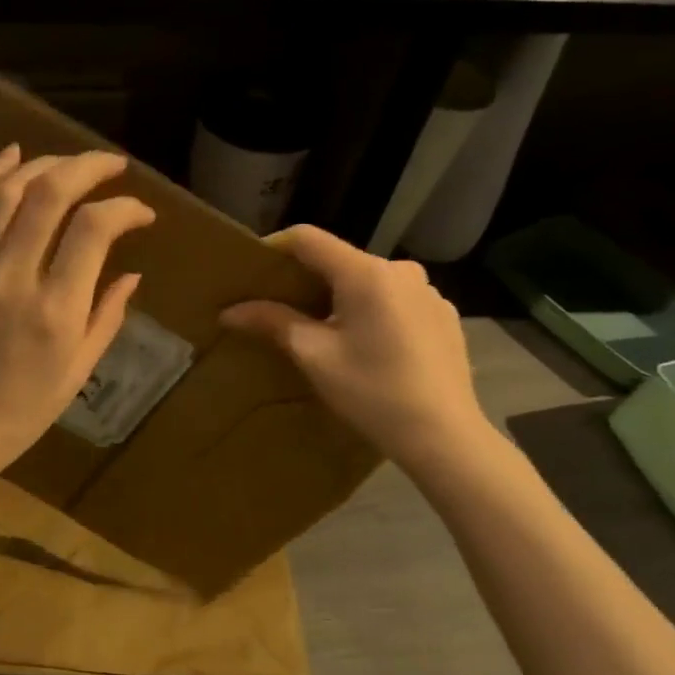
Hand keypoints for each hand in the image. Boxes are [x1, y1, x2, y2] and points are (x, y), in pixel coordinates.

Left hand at [0, 145, 154, 477]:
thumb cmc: (19, 413)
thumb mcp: (77, 373)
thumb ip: (107, 318)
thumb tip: (132, 274)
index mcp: (56, 310)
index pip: (95, 229)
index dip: (125, 208)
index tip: (142, 213)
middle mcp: (14, 276)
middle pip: (50, 193)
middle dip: (88, 166)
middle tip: (112, 164)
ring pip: (6, 190)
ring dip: (42, 163)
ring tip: (68, 160)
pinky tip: (12, 156)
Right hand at [220, 226, 491, 473]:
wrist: (444, 436)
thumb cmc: (372, 392)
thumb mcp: (314, 356)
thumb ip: (273, 322)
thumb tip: (229, 311)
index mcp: (365, 273)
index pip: (308, 238)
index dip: (274, 247)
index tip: (251, 270)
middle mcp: (400, 270)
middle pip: (339, 260)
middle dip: (305, 278)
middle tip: (277, 306)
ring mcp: (427, 292)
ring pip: (368, 281)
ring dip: (339, 296)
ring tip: (320, 330)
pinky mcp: (443, 315)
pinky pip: (395, 300)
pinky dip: (371, 311)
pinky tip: (365, 346)